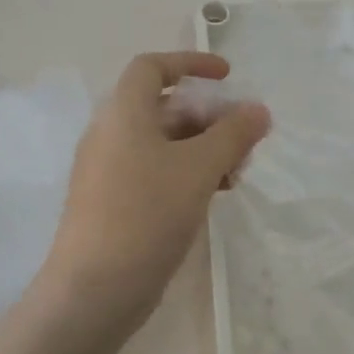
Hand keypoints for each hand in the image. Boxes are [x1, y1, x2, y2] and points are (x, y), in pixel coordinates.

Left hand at [41, 52, 269, 337]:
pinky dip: (186, 173)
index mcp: (123, 113)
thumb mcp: (199, 168)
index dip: (191, 63)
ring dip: (203, 149)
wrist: (95, 289)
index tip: (228, 77)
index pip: (152, 67)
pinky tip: (213, 195)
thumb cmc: (147, 214)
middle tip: (244, 141)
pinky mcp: (113, 203)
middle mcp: (111, 135)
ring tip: (236, 175)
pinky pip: (154, 172)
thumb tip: (258, 109)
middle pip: (164, 107)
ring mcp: (109, 171)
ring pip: (163, 143)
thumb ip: (233, 134)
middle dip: (209, 117)